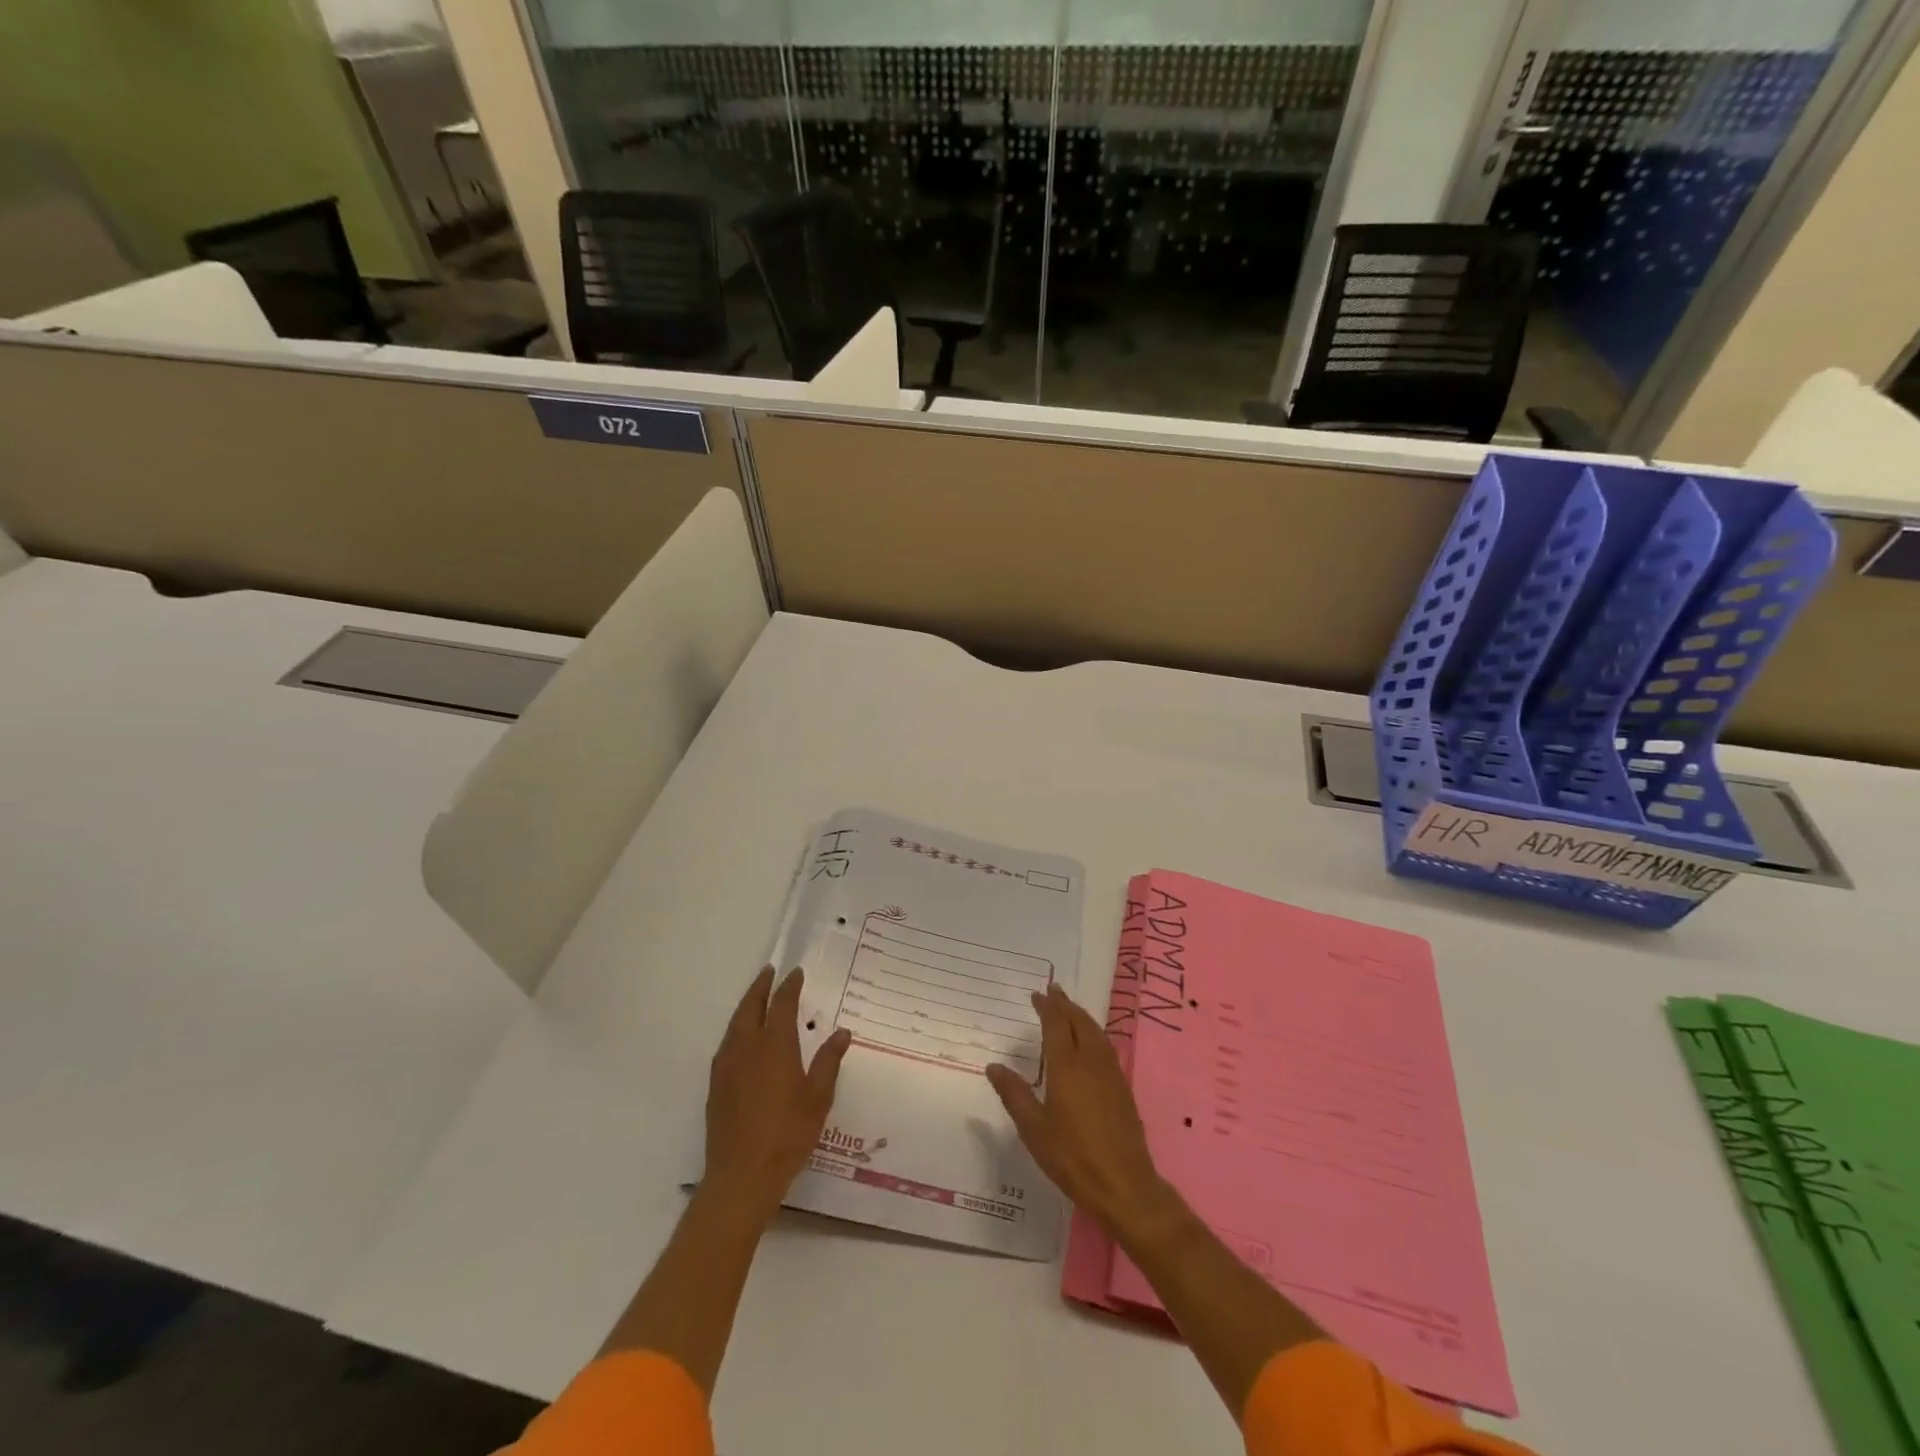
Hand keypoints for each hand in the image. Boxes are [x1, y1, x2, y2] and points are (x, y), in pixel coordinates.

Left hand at [704, 965, 851, 1224]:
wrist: (742, 1176)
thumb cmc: (788, 1134)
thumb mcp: (819, 1097)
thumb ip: (829, 1061)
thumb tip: (841, 1032)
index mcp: (775, 1045)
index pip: (782, 1004)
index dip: (790, 986)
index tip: (796, 973)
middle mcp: (747, 1047)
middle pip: (751, 1006)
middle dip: (760, 987)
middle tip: (769, 972)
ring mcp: (727, 1066)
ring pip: (735, 1024)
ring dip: (746, 1005)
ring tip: (756, 998)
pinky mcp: (716, 1085)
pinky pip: (726, 1044)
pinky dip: (737, 1029)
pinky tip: (742, 1039)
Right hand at [986, 983, 1175, 1241]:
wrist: (1124, 1185)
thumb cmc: (1072, 1157)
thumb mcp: (1033, 1129)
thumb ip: (1014, 1094)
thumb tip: (994, 1066)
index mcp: (1067, 1066)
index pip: (1056, 1024)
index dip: (1047, 1007)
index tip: (1038, 994)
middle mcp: (1091, 1061)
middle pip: (1079, 1022)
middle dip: (1065, 1004)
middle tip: (1054, 991)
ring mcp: (1111, 1073)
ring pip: (1095, 1032)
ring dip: (1081, 1016)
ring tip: (1070, 1009)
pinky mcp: (1123, 1087)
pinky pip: (1106, 1046)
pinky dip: (1094, 1033)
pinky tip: (1090, 1043)